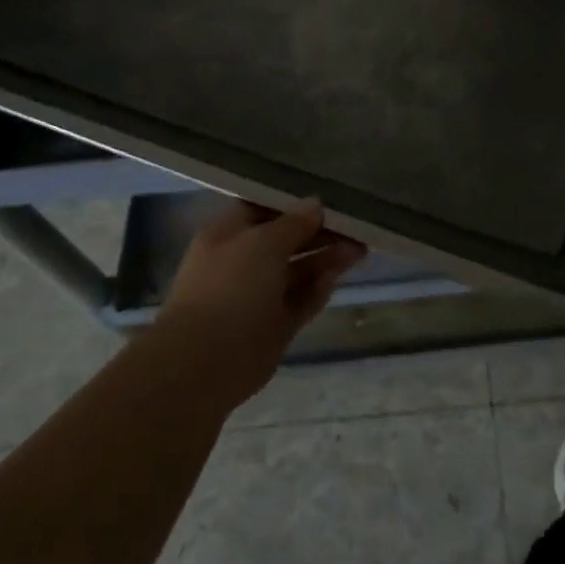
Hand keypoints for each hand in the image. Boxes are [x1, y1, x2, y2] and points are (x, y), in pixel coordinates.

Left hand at [158, 198, 366, 408]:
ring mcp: (257, 297)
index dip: (293, 204)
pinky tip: (336, 278)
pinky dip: (317, 291)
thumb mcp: (263, 243)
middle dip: (319, 233)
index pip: (263, 210)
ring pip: (297, 272)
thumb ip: (293, 223)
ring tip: (360, 250)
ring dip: (326, 260)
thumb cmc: (230, 287)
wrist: (204, 363)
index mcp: (227, 235)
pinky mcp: (272, 328)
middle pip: (286, 241)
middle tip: (355, 227)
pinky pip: (299, 302)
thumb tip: (315, 204)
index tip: (327, 200)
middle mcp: (241, 263)